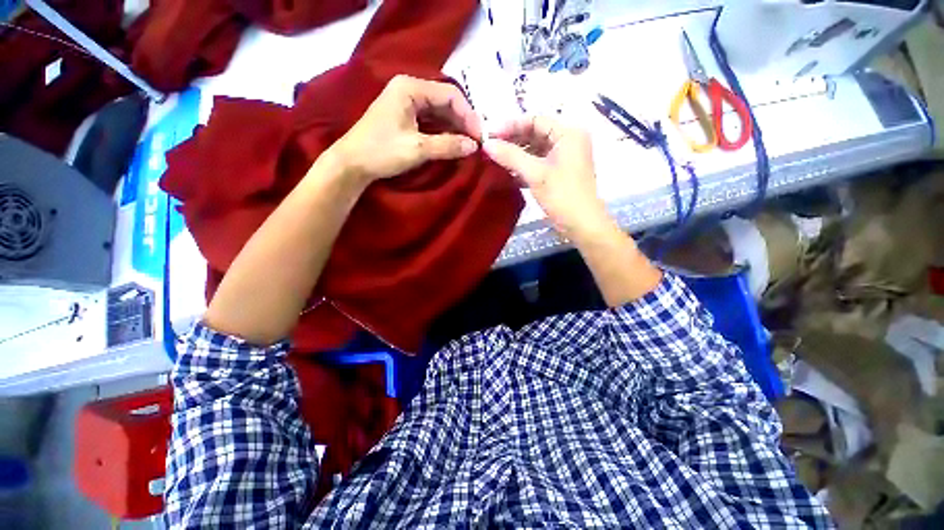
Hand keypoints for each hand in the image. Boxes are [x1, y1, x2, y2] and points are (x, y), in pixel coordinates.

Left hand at [330, 75, 480, 184]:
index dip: (468, 115)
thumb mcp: (418, 149)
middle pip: (445, 101)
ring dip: (454, 127)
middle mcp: (409, 89)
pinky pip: (430, 121)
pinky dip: (443, 131)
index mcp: (410, 87)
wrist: (352, 164)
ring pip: (439, 112)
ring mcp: (406, 103)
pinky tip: (452, 143)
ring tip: (468, 144)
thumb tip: (473, 146)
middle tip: (476, 142)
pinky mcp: (404, 117)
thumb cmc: (382, 152)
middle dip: (462, 121)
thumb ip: (448, 145)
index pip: (450, 95)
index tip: (479, 136)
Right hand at [483, 116, 611, 240]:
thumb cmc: (562, 195)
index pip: (536, 121)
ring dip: (517, 155)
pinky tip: (508, 173)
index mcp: (568, 134)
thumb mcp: (535, 173)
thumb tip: (487, 144)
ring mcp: (564, 159)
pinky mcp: (559, 174)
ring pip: (536, 150)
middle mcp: (568, 141)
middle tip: (490, 148)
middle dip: (513, 141)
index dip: (512, 126)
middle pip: (535, 134)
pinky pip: (538, 163)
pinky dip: (524, 167)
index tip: (491, 135)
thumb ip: (510, 156)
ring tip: (495, 160)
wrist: (581, 224)